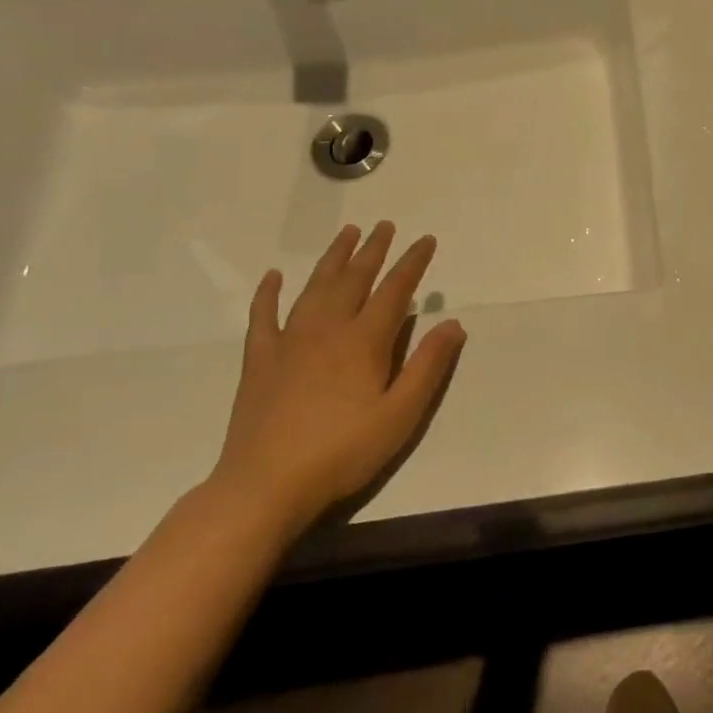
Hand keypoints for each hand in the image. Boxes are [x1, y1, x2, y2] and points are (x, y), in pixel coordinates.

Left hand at [207, 222, 464, 536]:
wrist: (265, 486)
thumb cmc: (343, 452)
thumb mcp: (400, 415)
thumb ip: (428, 366)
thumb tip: (453, 323)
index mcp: (364, 341)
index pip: (395, 290)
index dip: (413, 263)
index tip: (426, 240)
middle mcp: (327, 329)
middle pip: (354, 279)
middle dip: (373, 250)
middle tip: (386, 226)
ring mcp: (289, 342)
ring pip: (314, 288)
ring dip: (333, 259)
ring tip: (347, 234)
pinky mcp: (259, 360)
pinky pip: (263, 316)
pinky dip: (268, 293)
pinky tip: (273, 277)